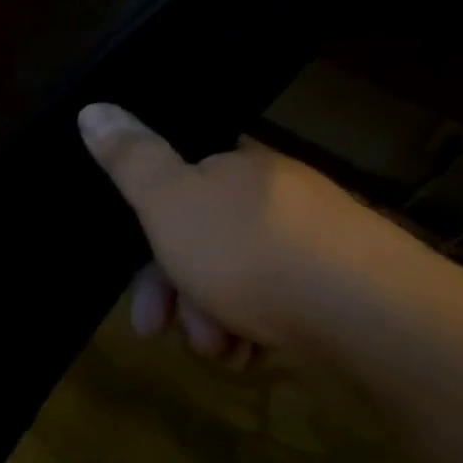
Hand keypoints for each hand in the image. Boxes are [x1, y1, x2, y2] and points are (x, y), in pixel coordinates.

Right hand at [77, 103, 400, 355]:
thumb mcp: (169, 202)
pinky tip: (252, 356)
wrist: (371, 315)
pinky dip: (255, 330)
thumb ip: (130, 160)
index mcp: (237, 167)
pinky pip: (279, 303)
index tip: (138, 296)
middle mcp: (277, 195)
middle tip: (165, 334)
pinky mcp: (341, 285)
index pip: (176, 191)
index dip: (147, 241)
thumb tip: (92, 106)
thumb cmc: (250, 252)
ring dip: (213, 320)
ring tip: (222, 353)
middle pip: (202, 243)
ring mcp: (314, 240)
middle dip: (178, 294)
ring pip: (238, 280)